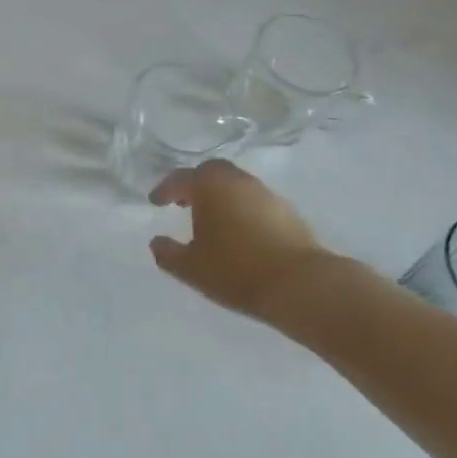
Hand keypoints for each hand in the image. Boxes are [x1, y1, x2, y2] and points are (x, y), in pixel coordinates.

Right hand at [149, 160, 328, 324]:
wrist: (301, 285)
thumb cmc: (236, 271)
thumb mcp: (191, 268)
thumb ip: (168, 253)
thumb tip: (157, 242)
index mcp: (210, 186)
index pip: (180, 179)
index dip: (164, 190)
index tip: (155, 202)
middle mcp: (237, 181)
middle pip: (211, 172)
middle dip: (194, 185)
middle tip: (183, 202)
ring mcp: (265, 194)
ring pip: (235, 185)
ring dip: (219, 196)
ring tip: (210, 219)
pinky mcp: (287, 212)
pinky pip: (253, 201)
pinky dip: (240, 209)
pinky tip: (238, 231)